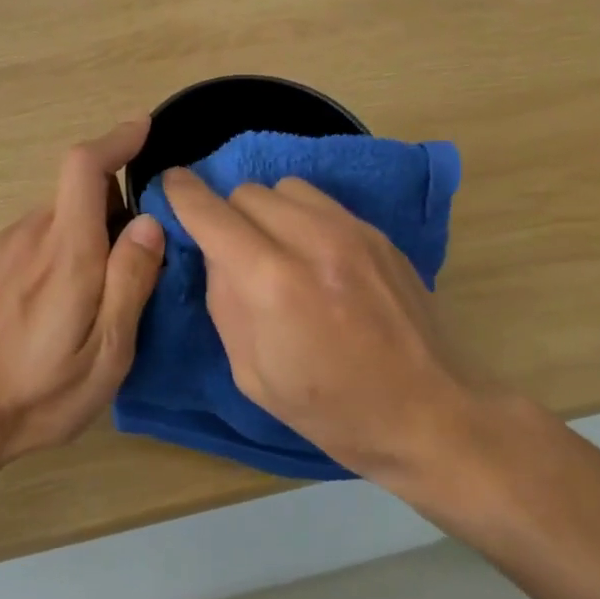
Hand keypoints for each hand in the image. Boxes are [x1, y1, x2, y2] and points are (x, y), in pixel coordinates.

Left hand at [0, 119, 165, 467]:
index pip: (84, 167)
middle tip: (130, 267)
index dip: (115, 140)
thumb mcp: (107, 352)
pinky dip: (52, 252)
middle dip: (111, 214)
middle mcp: (28, 234)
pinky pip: (29, 240)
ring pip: (54, 221)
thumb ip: (131, 281)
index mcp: (66, 252)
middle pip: (77, 197)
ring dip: (80, 238)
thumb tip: (150, 222)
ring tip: (86, 301)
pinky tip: (46, 307)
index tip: (142, 129)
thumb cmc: (42, 392)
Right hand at [162, 168, 479, 480]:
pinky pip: (323, 203)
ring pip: (286, 187)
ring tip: (275, 248)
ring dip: (267, 211)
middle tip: (232, 250)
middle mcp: (313, 241)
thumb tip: (216, 256)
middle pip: (247, 192)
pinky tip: (314, 256)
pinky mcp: (380, 235)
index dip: (183, 194)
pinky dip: (302, 217)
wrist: (429, 413)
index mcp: (273, 283)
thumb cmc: (331, 409)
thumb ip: (225, 303)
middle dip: (228, 214)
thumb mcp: (252, 374)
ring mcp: (353, 232)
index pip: (212, 214)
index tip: (171, 185)